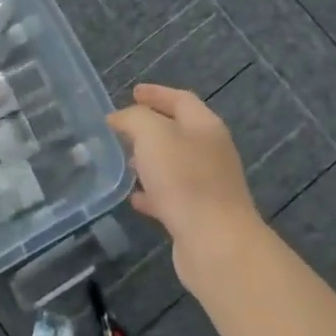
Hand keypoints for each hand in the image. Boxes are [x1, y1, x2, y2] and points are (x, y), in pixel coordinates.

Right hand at [108, 84, 265, 289]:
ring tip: (123, 159)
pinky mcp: (199, 214)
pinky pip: (171, 195)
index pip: (180, 99)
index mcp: (205, 126)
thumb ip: (134, 119)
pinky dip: (152, 192)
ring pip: (173, 164)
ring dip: (149, 159)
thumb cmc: (184, 179)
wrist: (215, 243)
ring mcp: (207, 184)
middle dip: (150, 127)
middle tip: (122, 127)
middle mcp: (210, 151)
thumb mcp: (152, 134)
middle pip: (178, 130)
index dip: (156, 93)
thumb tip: (120, 118)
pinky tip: (133, 198)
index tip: (132, 92)